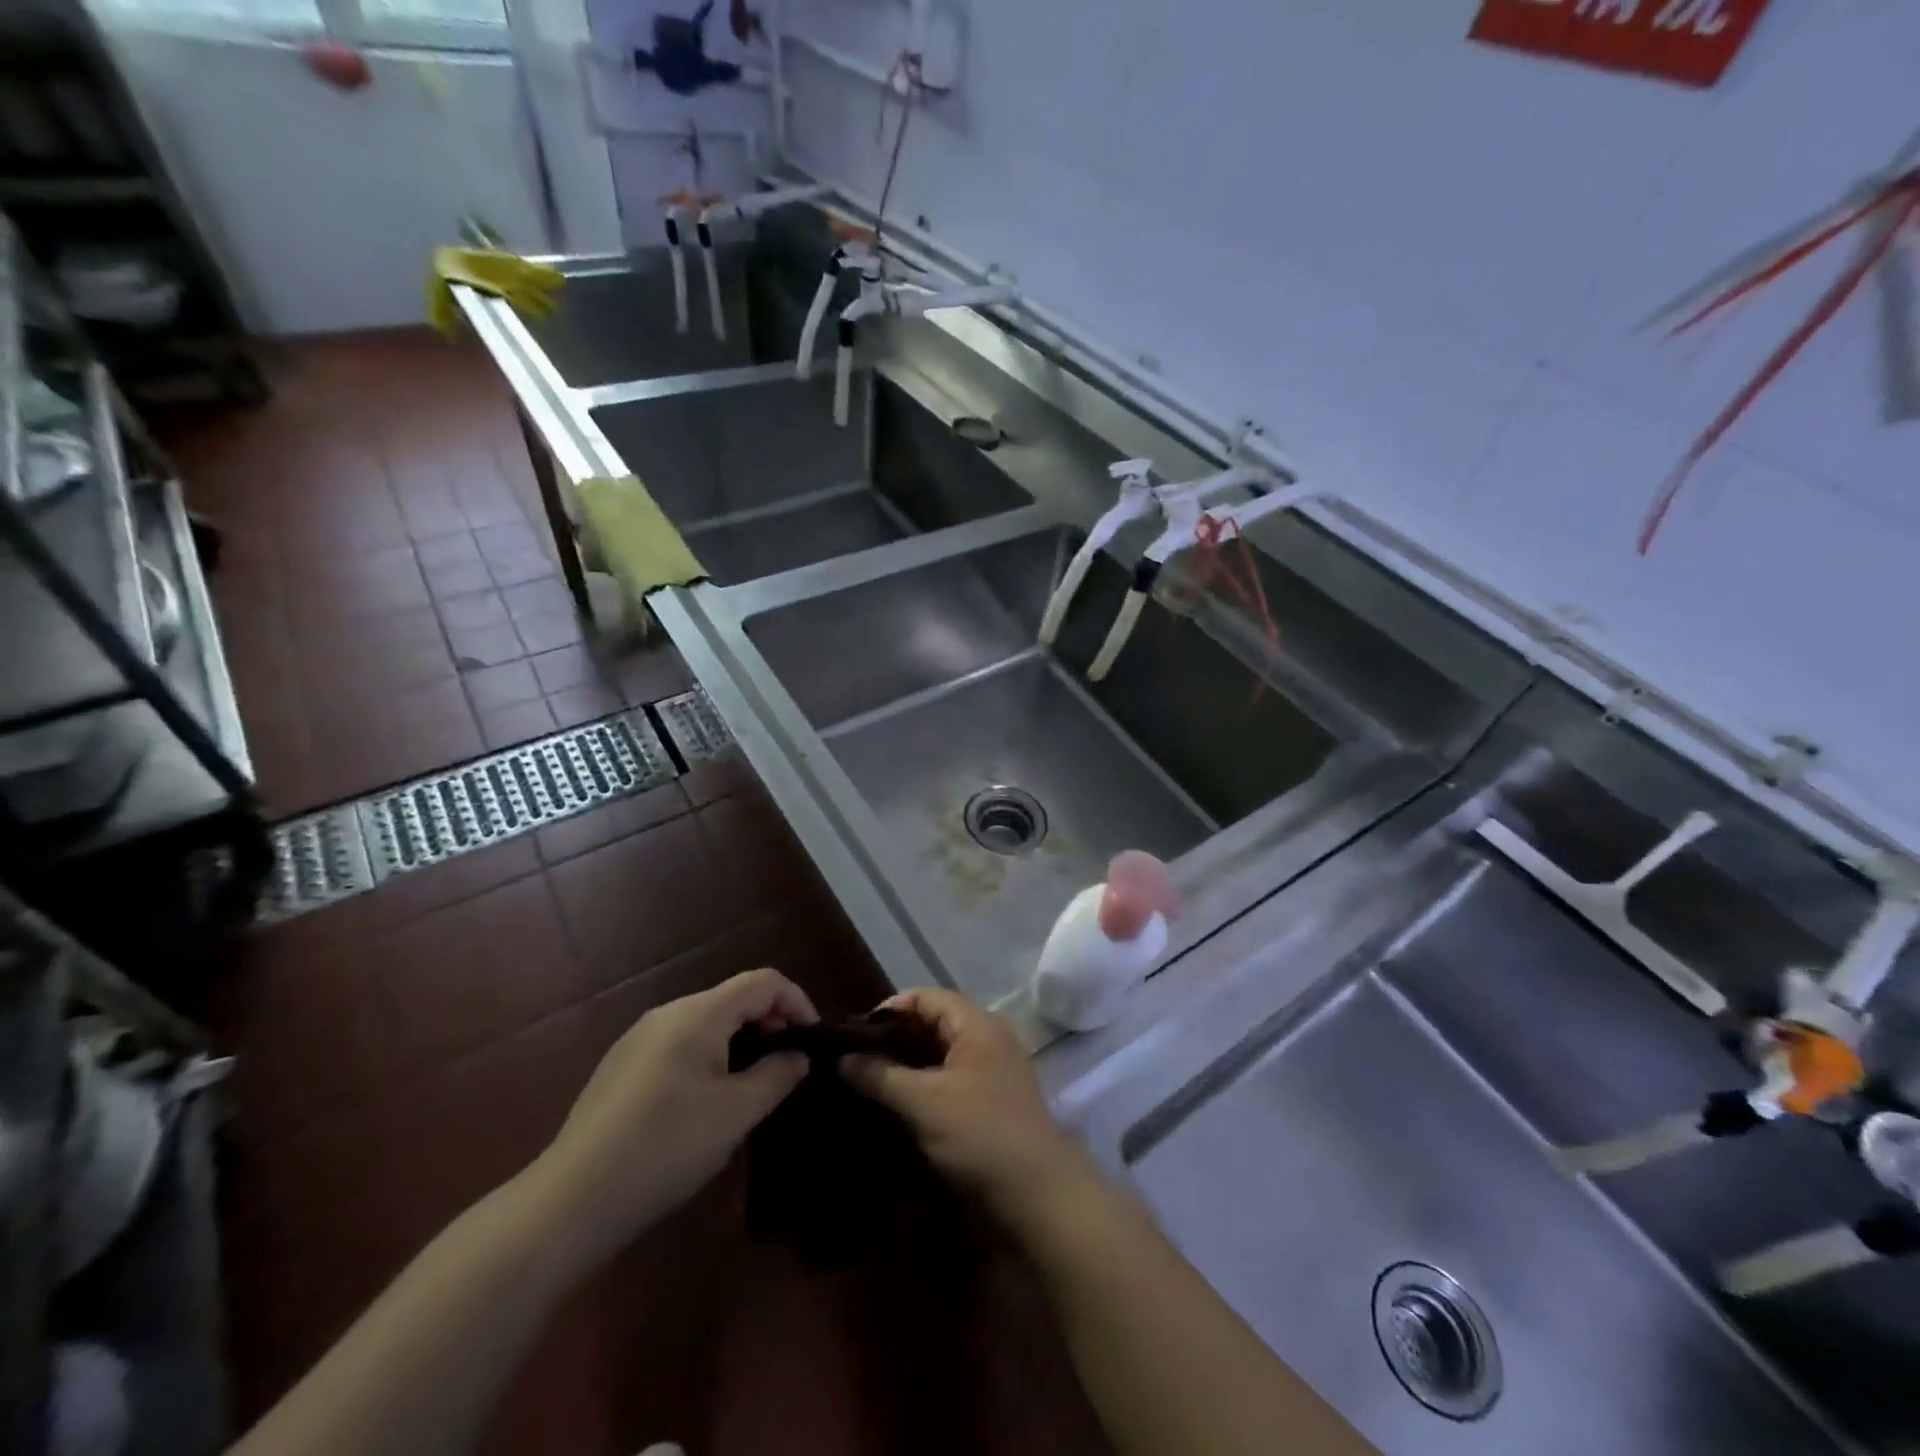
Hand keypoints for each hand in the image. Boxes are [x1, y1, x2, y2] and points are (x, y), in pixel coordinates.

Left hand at [530, 969, 815, 1264]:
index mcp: (698, 1014)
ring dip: (740, 1042)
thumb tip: (799, 1056)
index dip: (797, 1001)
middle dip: (770, 1024)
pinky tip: (707, 1102)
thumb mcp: (736, 1114)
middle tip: (788, 1066)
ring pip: (706, 1023)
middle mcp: (668, 1014)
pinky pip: (680, 1044)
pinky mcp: (622, 1068)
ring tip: (754, 1086)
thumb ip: (776, 1076)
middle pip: (733, 999)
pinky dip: (710, 1057)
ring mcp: (639, 1039)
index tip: (812, 1041)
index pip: (763, 982)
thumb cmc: (666, 1148)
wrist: (571, 1201)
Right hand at [841, 989, 1087, 1218]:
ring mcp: (991, 1070)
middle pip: (933, 1023)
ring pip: (939, 1054)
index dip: (889, 1010)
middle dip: (894, 1039)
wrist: (1038, 1196)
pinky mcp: (989, 1101)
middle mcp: (987, 1038)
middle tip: (854, 1061)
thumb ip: (882, 1076)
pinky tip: (895, 1104)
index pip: (926, 998)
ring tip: (867, 1082)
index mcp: (978, 1023)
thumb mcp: (925, 1103)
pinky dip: (922, 1085)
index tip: (853, 1036)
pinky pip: (948, 1079)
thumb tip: (842, 1059)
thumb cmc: (981, 1135)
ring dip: (906, 1065)